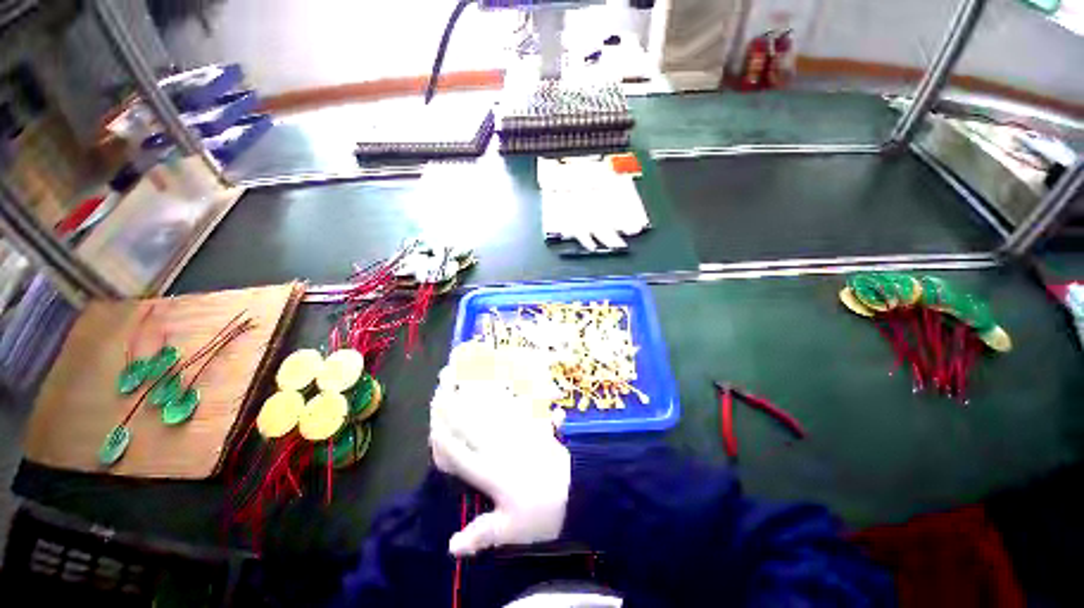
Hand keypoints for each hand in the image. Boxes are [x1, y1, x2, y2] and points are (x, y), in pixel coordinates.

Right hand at [430, 377, 569, 556]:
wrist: (577, 488)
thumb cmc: (542, 512)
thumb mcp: (511, 530)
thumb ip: (481, 534)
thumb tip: (451, 546)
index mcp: (490, 473)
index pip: (459, 454)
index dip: (442, 440)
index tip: (430, 425)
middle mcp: (499, 448)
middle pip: (470, 427)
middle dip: (453, 410)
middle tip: (441, 393)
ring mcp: (517, 434)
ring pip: (489, 413)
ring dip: (474, 399)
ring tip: (463, 385)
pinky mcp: (532, 427)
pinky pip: (514, 408)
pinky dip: (504, 398)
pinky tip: (500, 388)